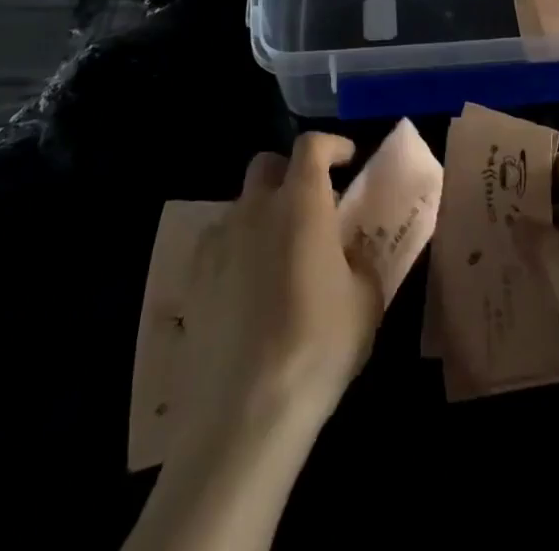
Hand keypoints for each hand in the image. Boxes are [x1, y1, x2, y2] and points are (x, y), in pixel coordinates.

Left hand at [176, 134, 383, 439]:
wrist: (243, 415)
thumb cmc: (317, 347)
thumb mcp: (366, 302)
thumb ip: (360, 262)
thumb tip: (350, 253)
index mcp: (300, 202)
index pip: (311, 145)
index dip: (331, 145)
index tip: (348, 160)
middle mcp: (254, 208)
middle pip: (267, 165)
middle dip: (290, 174)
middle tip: (312, 206)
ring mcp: (217, 243)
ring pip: (241, 207)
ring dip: (263, 216)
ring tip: (280, 257)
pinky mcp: (192, 281)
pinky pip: (218, 246)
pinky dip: (237, 252)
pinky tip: (248, 293)